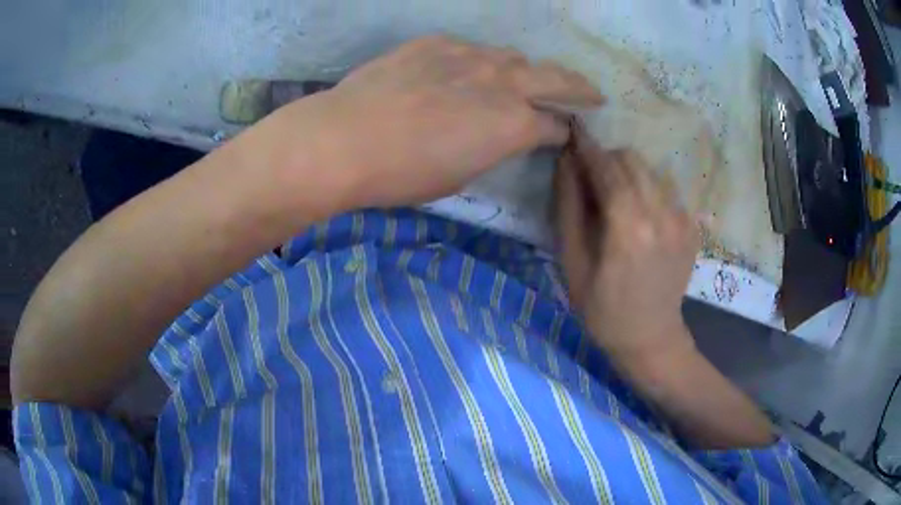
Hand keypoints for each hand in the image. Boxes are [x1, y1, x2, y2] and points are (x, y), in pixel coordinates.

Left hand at [264, 36, 603, 209]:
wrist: (343, 139)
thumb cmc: (402, 174)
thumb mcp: (458, 176)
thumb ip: (490, 149)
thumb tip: (499, 135)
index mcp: (514, 124)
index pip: (556, 126)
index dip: (563, 133)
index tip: (566, 135)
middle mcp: (502, 82)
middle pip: (556, 77)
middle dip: (579, 87)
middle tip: (591, 92)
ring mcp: (469, 55)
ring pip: (513, 57)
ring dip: (523, 71)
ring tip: (518, 80)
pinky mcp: (435, 43)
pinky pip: (469, 49)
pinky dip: (477, 62)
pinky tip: (463, 72)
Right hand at [555, 129, 699, 360]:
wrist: (650, 337)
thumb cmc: (603, 308)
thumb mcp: (574, 263)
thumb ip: (569, 208)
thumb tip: (566, 162)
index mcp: (628, 226)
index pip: (606, 167)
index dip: (587, 147)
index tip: (574, 131)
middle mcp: (661, 214)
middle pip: (632, 160)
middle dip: (608, 159)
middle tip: (592, 178)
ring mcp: (682, 220)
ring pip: (652, 171)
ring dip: (630, 173)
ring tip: (618, 198)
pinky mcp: (693, 227)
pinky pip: (668, 190)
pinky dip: (649, 190)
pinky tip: (641, 215)